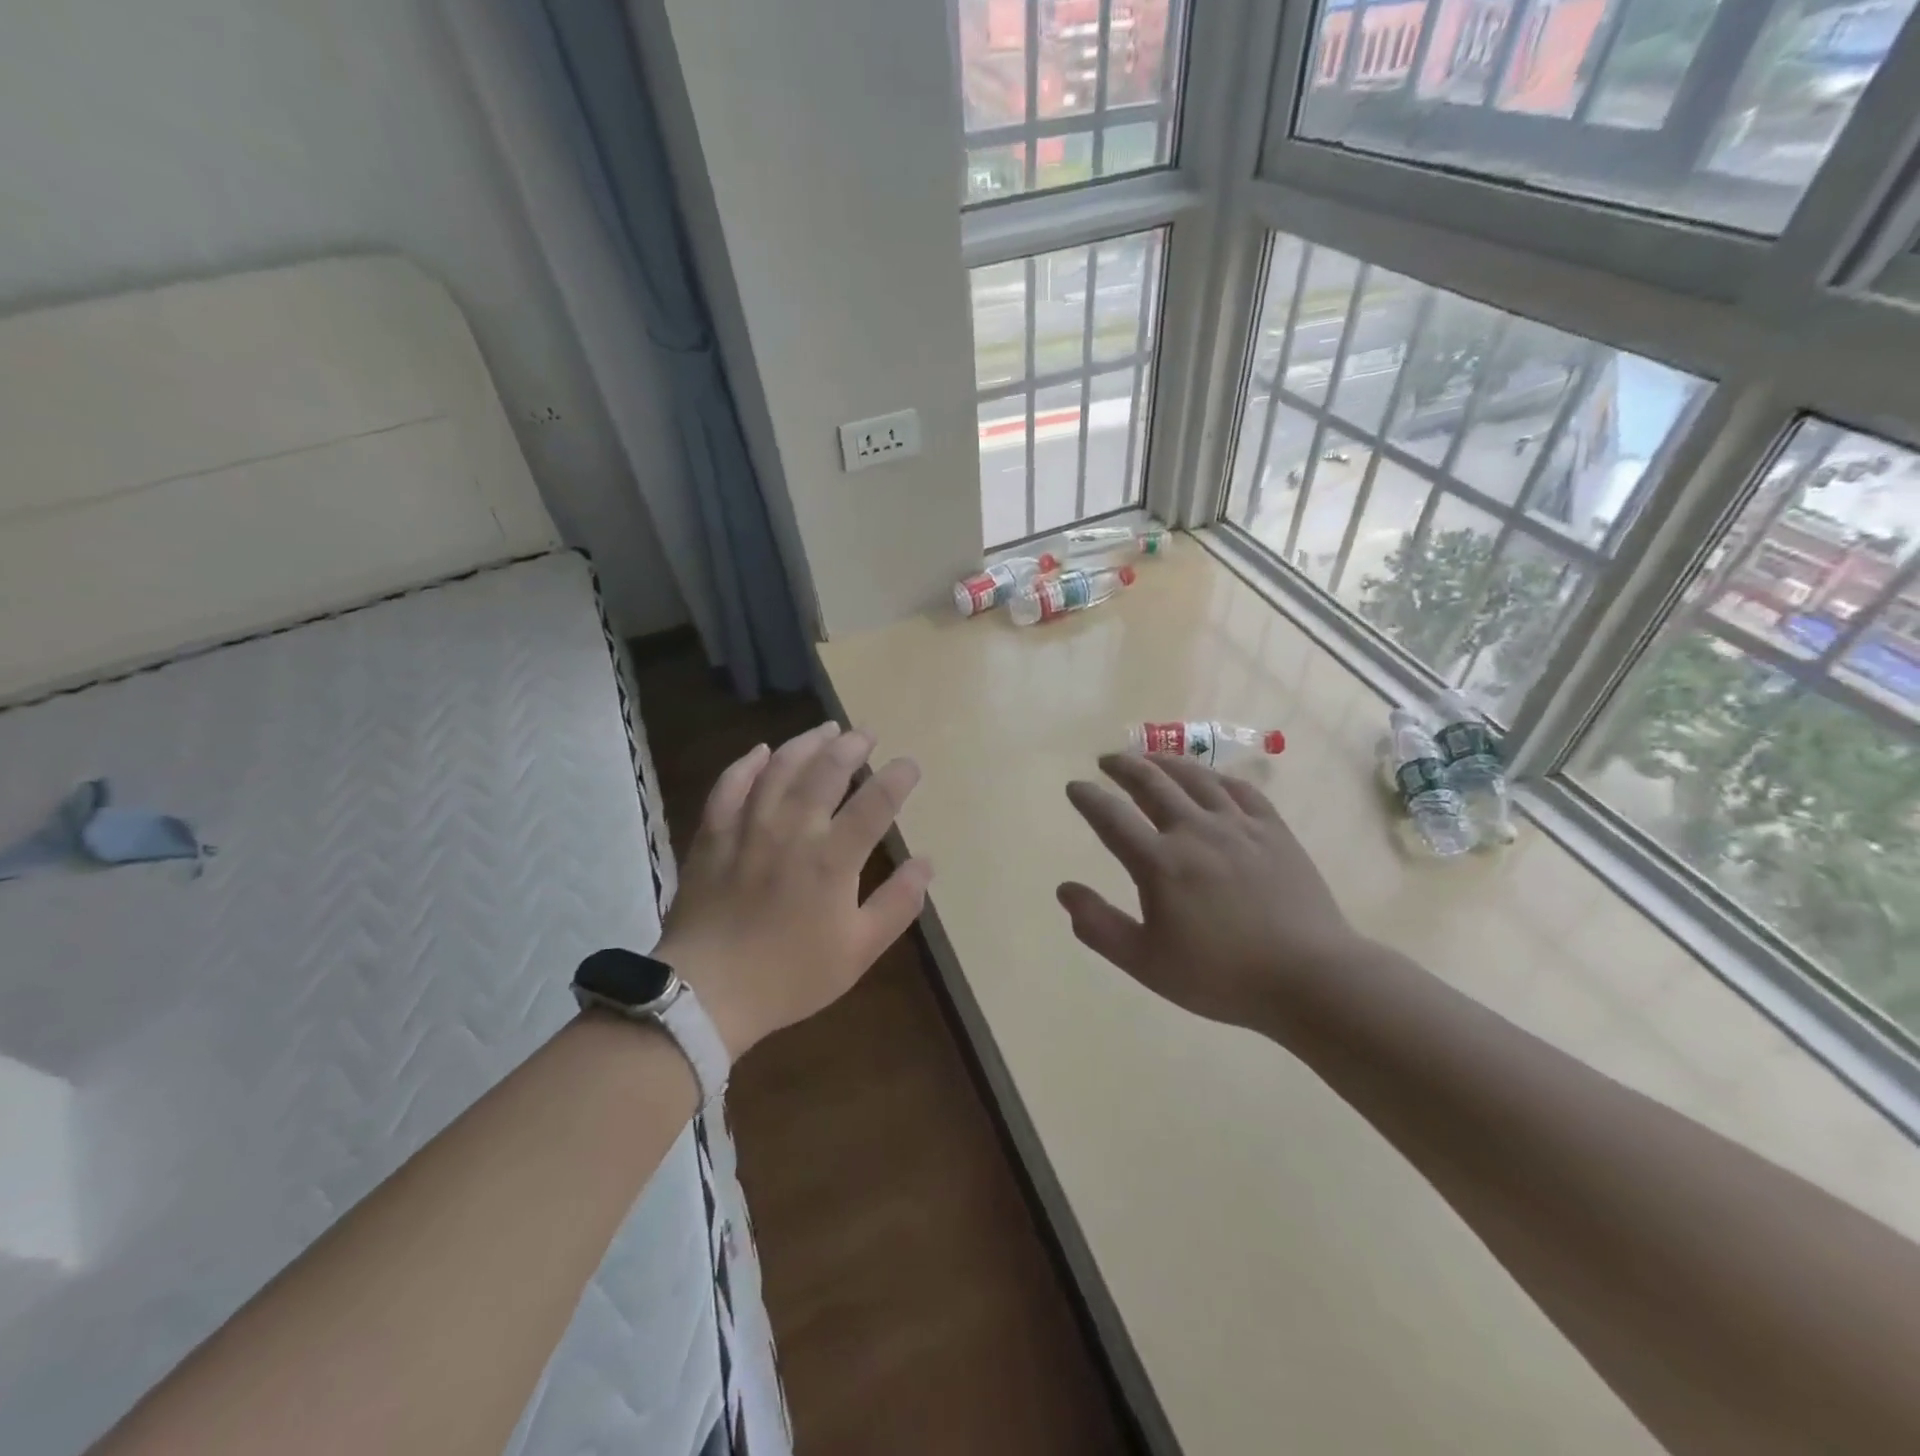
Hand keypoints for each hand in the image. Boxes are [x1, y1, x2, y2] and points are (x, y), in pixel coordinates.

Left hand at [656, 723, 931, 1060]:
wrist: (707, 991)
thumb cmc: (790, 975)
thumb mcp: (859, 950)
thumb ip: (897, 904)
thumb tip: (927, 862)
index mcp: (832, 858)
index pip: (874, 804)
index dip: (897, 778)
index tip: (910, 764)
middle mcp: (793, 830)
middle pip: (826, 772)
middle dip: (851, 747)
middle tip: (866, 733)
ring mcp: (748, 827)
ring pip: (780, 768)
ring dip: (806, 743)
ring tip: (826, 729)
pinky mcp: (713, 834)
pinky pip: (729, 786)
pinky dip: (747, 764)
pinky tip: (761, 751)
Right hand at [1057, 754, 1367, 1028]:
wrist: (1310, 978)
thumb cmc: (1221, 976)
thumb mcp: (1146, 963)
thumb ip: (1099, 926)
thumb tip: (1064, 889)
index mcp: (1160, 863)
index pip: (1111, 817)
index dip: (1088, 798)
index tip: (1075, 786)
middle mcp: (1195, 831)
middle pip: (1152, 783)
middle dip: (1124, 767)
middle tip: (1107, 760)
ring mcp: (1238, 826)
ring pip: (1195, 777)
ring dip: (1165, 762)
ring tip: (1150, 758)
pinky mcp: (1273, 830)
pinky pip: (1240, 789)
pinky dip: (1216, 777)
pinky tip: (1209, 778)